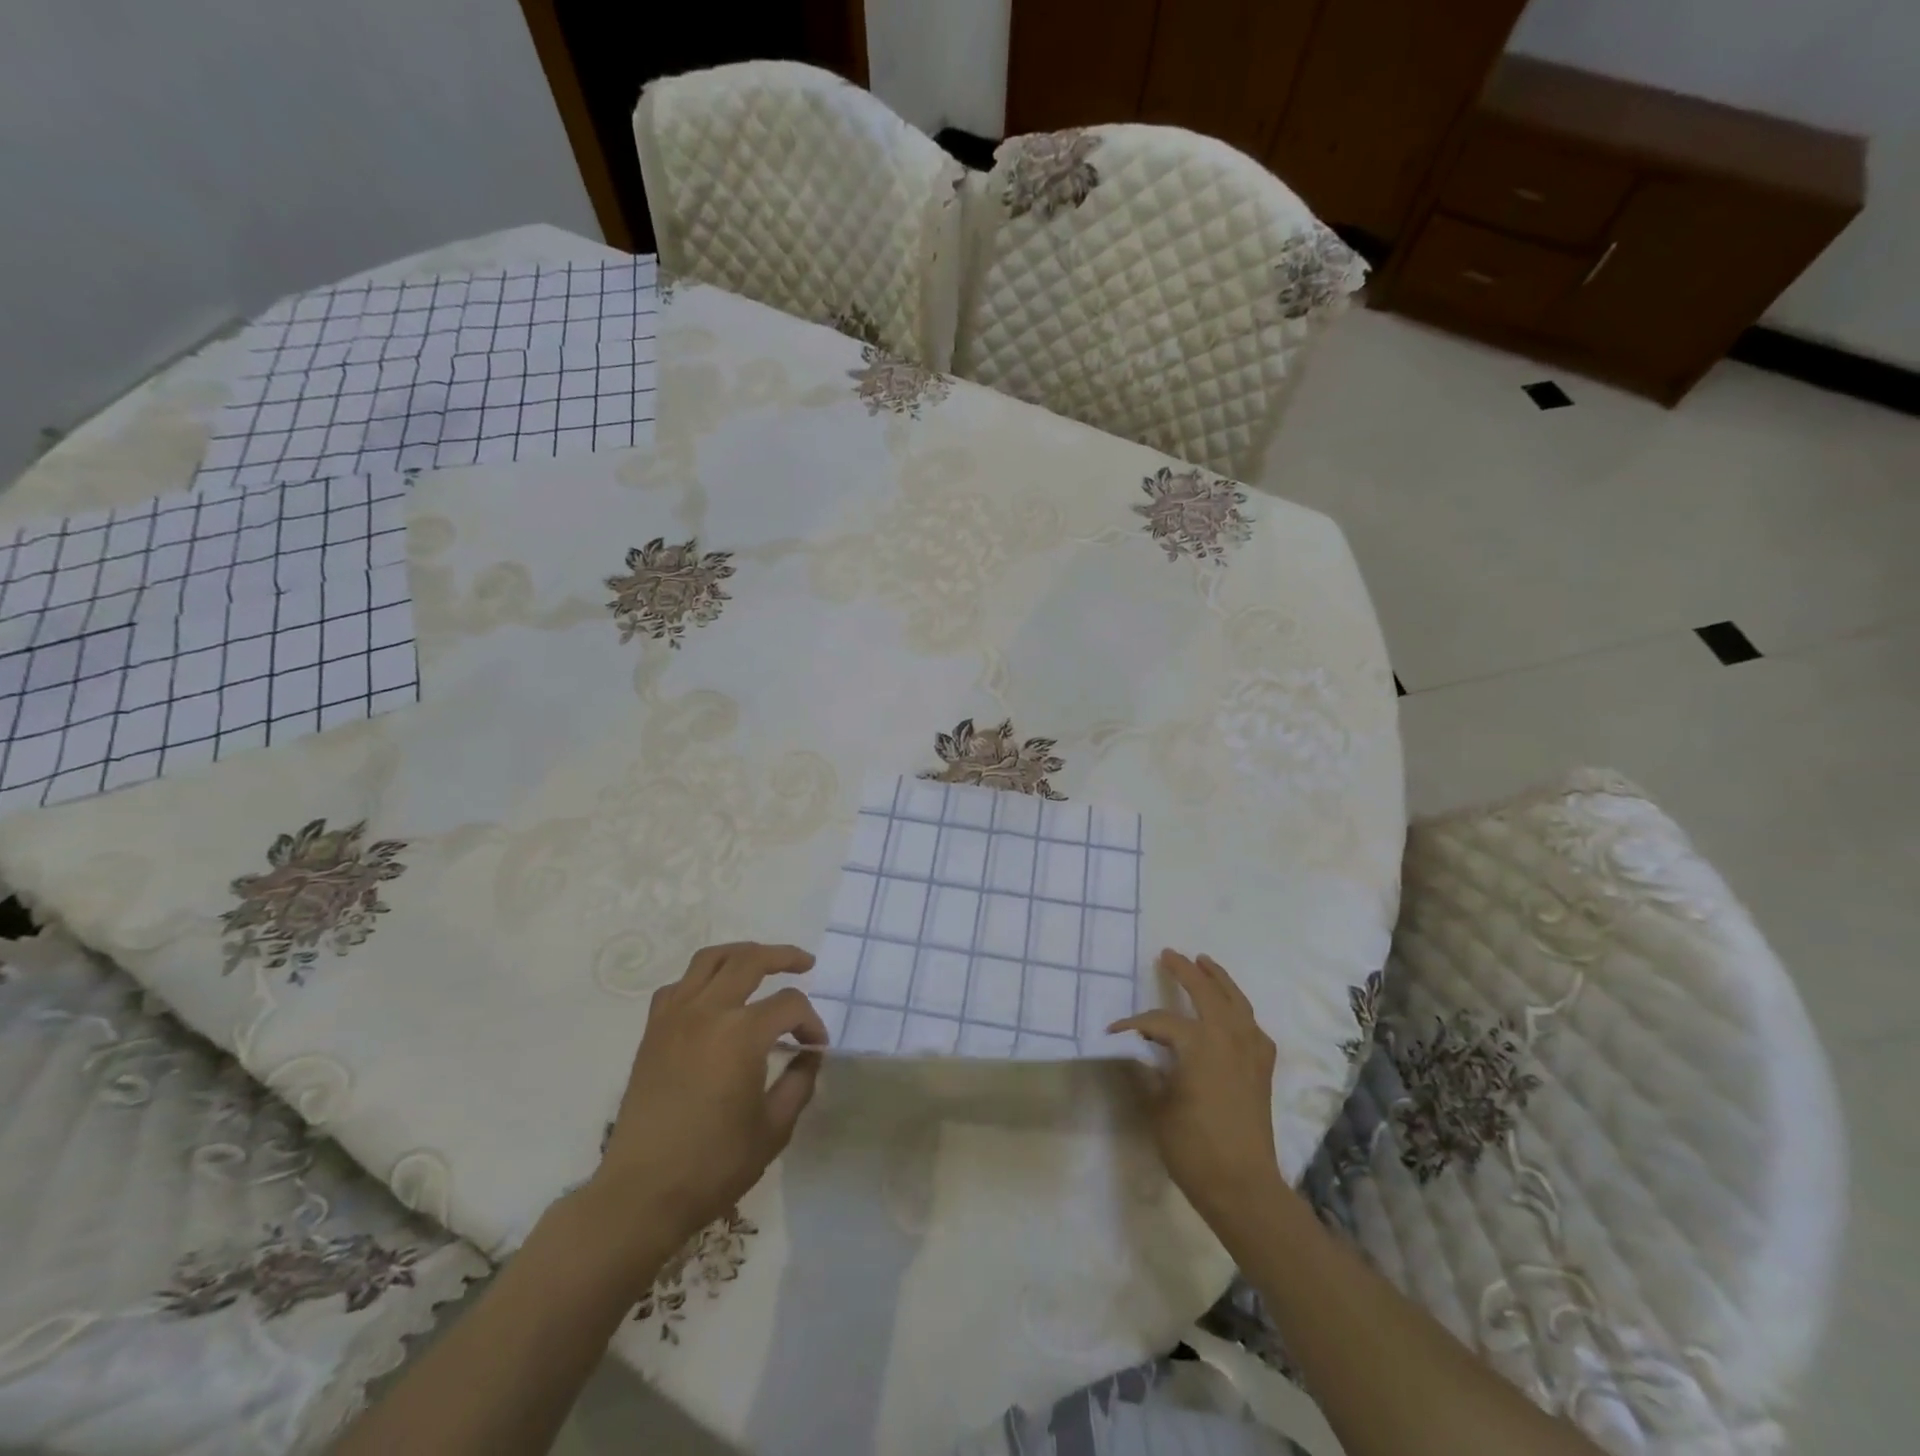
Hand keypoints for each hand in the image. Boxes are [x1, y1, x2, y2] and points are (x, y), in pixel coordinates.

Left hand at [584, 942, 826, 1278]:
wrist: (641, 1194)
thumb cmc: (714, 1164)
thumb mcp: (774, 1128)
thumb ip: (799, 1082)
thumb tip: (809, 1054)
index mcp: (742, 1034)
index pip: (789, 1005)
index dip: (810, 1022)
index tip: (816, 1048)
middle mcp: (708, 1012)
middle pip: (751, 960)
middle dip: (784, 957)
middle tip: (805, 964)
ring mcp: (675, 1017)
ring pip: (710, 959)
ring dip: (742, 954)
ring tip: (761, 962)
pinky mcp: (653, 1031)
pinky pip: (679, 985)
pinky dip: (702, 978)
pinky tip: (714, 994)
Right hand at [1111, 950, 1286, 1229]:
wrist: (1243, 1187)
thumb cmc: (1194, 1147)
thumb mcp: (1157, 1107)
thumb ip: (1145, 1071)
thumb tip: (1132, 1051)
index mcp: (1199, 1043)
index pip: (1160, 1021)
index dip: (1134, 1024)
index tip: (1114, 1032)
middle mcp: (1229, 1037)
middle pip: (1206, 993)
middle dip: (1186, 971)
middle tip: (1169, 955)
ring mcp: (1250, 1051)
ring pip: (1237, 1002)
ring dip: (1219, 980)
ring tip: (1205, 963)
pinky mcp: (1262, 1068)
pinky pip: (1252, 1026)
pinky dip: (1240, 1011)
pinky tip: (1233, 1014)